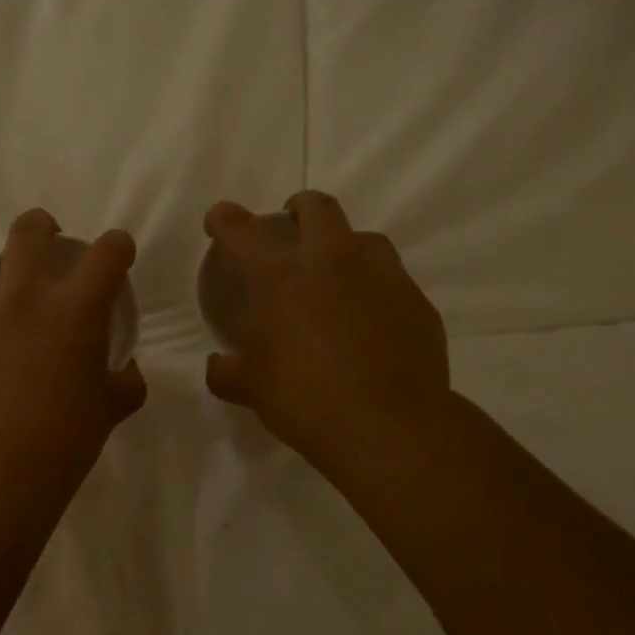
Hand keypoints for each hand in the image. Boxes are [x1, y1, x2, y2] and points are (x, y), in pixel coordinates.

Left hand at [0, 209, 147, 482]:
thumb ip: (124, 384)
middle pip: (28, 231)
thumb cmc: (64, 441)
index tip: (117, 254)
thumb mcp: (109, 411)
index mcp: (74, 310)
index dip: (118, 246)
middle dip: (42, 226)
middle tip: (48, 241)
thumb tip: (127, 373)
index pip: (107, 253)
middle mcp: (22, 298)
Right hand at [203, 192, 449, 471]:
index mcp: (281, 276)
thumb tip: (218, 366)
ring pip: (364, 239)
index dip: (225, 220)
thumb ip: (227, 371)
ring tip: (338, 276)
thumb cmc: (305, 399)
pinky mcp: (417, 302)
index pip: (242, 231)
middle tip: (291, 227)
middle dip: (299, 209)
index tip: (220, 220)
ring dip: (345, 247)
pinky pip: (393, 282)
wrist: (388, 426)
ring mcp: (382, 277)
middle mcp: (332, 262)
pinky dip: (376, 290)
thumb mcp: (250, 388)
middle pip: (317, 208)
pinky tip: (371, 321)